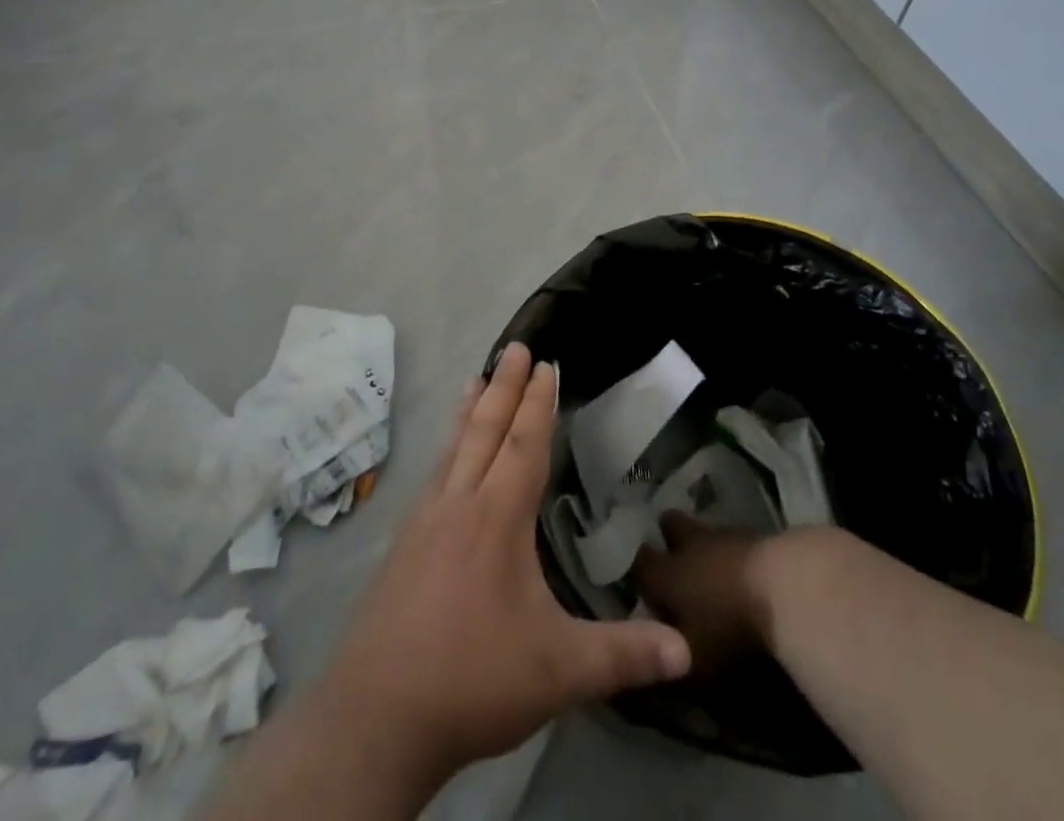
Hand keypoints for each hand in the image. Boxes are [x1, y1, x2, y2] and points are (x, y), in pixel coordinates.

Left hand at [311, 343, 691, 788]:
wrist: (376, 717)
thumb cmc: (473, 680)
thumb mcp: (560, 672)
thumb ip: (624, 655)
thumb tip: (688, 650)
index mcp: (498, 518)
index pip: (524, 445)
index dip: (538, 403)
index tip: (545, 363)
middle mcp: (459, 505)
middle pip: (485, 430)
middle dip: (505, 386)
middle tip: (515, 346)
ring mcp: (423, 522)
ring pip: (453, 448)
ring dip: (469, 409)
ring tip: (475, 376)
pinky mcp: (402, 546)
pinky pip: (432, 475)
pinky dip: (445, 447)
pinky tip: (444, 457)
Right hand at [631, 513, 789, 673]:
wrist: (788, 589)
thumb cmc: (731, 631)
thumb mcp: (695, 665)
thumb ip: (669, 661)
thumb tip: (651, 661)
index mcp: (666, 574)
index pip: (638, 562)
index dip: (636, 570)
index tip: (639, 582)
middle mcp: (690, 545)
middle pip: (670, 525)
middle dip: (669, 537)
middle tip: (675, 560)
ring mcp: (725, 535)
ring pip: (705, 529)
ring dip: (706, 546)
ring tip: (714, 569)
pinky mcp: (758, 533)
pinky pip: (736, 539)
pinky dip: (736, 553)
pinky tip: (746, 572)